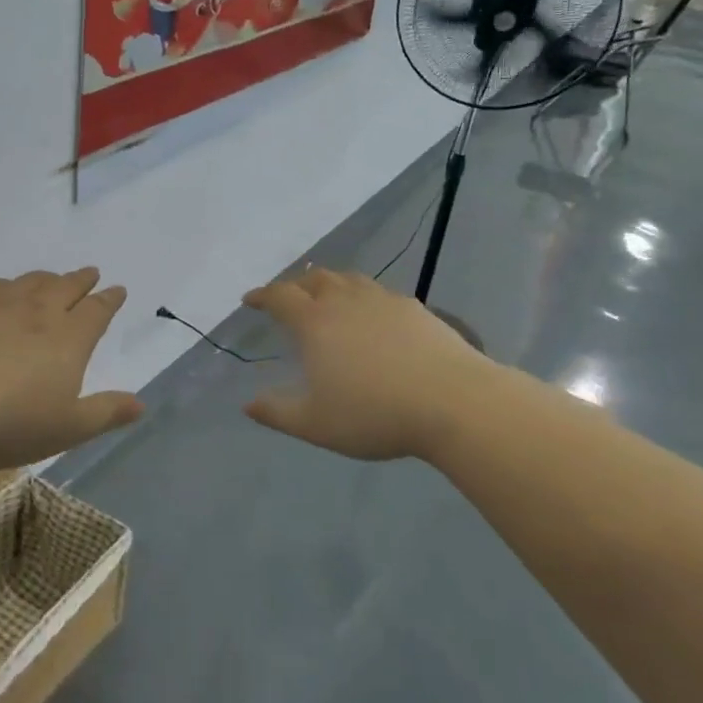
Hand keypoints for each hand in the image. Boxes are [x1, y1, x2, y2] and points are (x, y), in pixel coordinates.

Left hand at [0, 268, 143, 467]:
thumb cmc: (11, 421)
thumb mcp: (67, 428)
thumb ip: (106, 413)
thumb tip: (141, 404)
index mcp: (69, 339)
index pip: (97, 311)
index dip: (110, 300)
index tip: (117, 290)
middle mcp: (39, 313)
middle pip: (67, 287)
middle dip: (82, 280)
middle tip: (91, 272)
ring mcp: (0, 305)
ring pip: (31, 282)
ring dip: (48, 277)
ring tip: (53, 277)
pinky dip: (8, 284)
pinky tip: (4, 289)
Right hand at [242, 269, 489, 461]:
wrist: (454, 402)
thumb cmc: (375, 414)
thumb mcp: (316, 424)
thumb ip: (277, 413)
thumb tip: (248, 404)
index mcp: (315, 323)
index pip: (280, 296)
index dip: (261, 295)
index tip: (250, 300)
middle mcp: (345, 301)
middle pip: (314, 279)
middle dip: (296, 286)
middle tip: (289, 299)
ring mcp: (383, 300)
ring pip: (349, 280)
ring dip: (331, 285)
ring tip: (329, 299)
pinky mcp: (415, 308)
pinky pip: (379, 293)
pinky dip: (364, 297)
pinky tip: (373, 317)